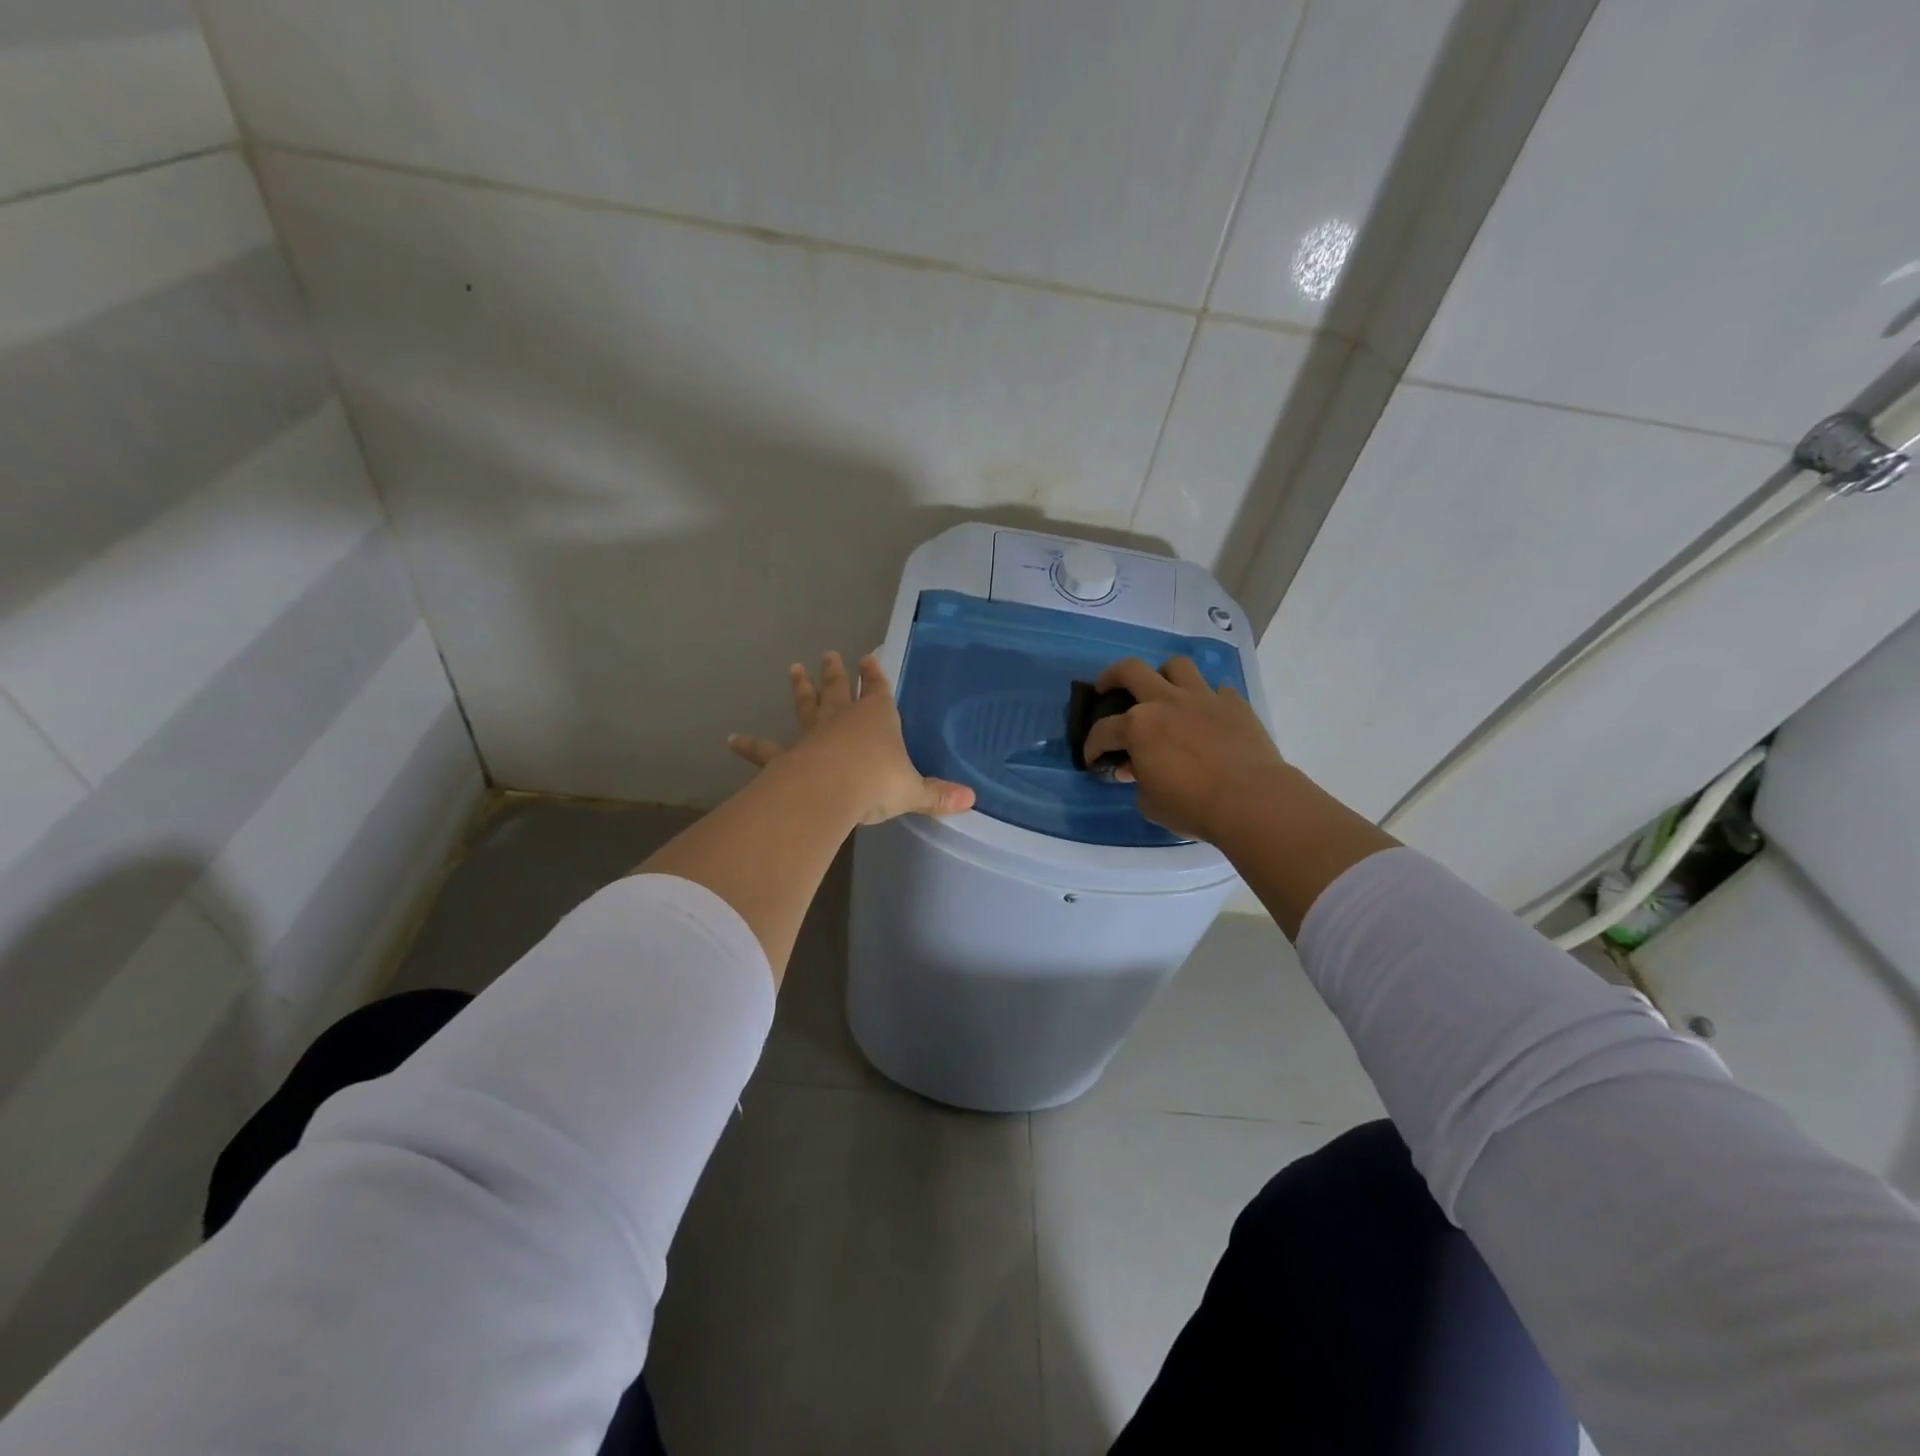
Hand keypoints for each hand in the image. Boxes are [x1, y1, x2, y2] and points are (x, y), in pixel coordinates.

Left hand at [729, 652, 975, 825]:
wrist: (830, 790)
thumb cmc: (877, 783)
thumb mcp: (913, 791)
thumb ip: (938, 795)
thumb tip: (971, 801)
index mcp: (878, 718)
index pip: (879, 689)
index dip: (876, 675)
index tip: (869, 656)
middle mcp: (844, 718)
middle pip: (840, 689)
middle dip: (837, 672)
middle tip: (829, 654)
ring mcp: (812, 734)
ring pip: (806, 706)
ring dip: (801, 688)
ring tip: (794, 668)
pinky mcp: (786, 756)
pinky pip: (766, 749)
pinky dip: (749, 744)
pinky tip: (731, 739)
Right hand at [1082, 656, 1285, 842]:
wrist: (1251, 800)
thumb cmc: (1193, 806)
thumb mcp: (1150, 803)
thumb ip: (1138, 780)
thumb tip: (1135, 769)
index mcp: (1138, 726)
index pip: (1103, 731)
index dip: (1092, 746)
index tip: (1093, 761)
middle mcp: (1166, 702)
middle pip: (1131, 670)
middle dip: (1112, 677)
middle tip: (1107, 688)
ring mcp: (1203, 698)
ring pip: (1177, 666)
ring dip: (1163, 675)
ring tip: (1162, 691)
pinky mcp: (1234, 704)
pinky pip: (1217, 690)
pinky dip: (1207, 699)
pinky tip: (1206, 715)